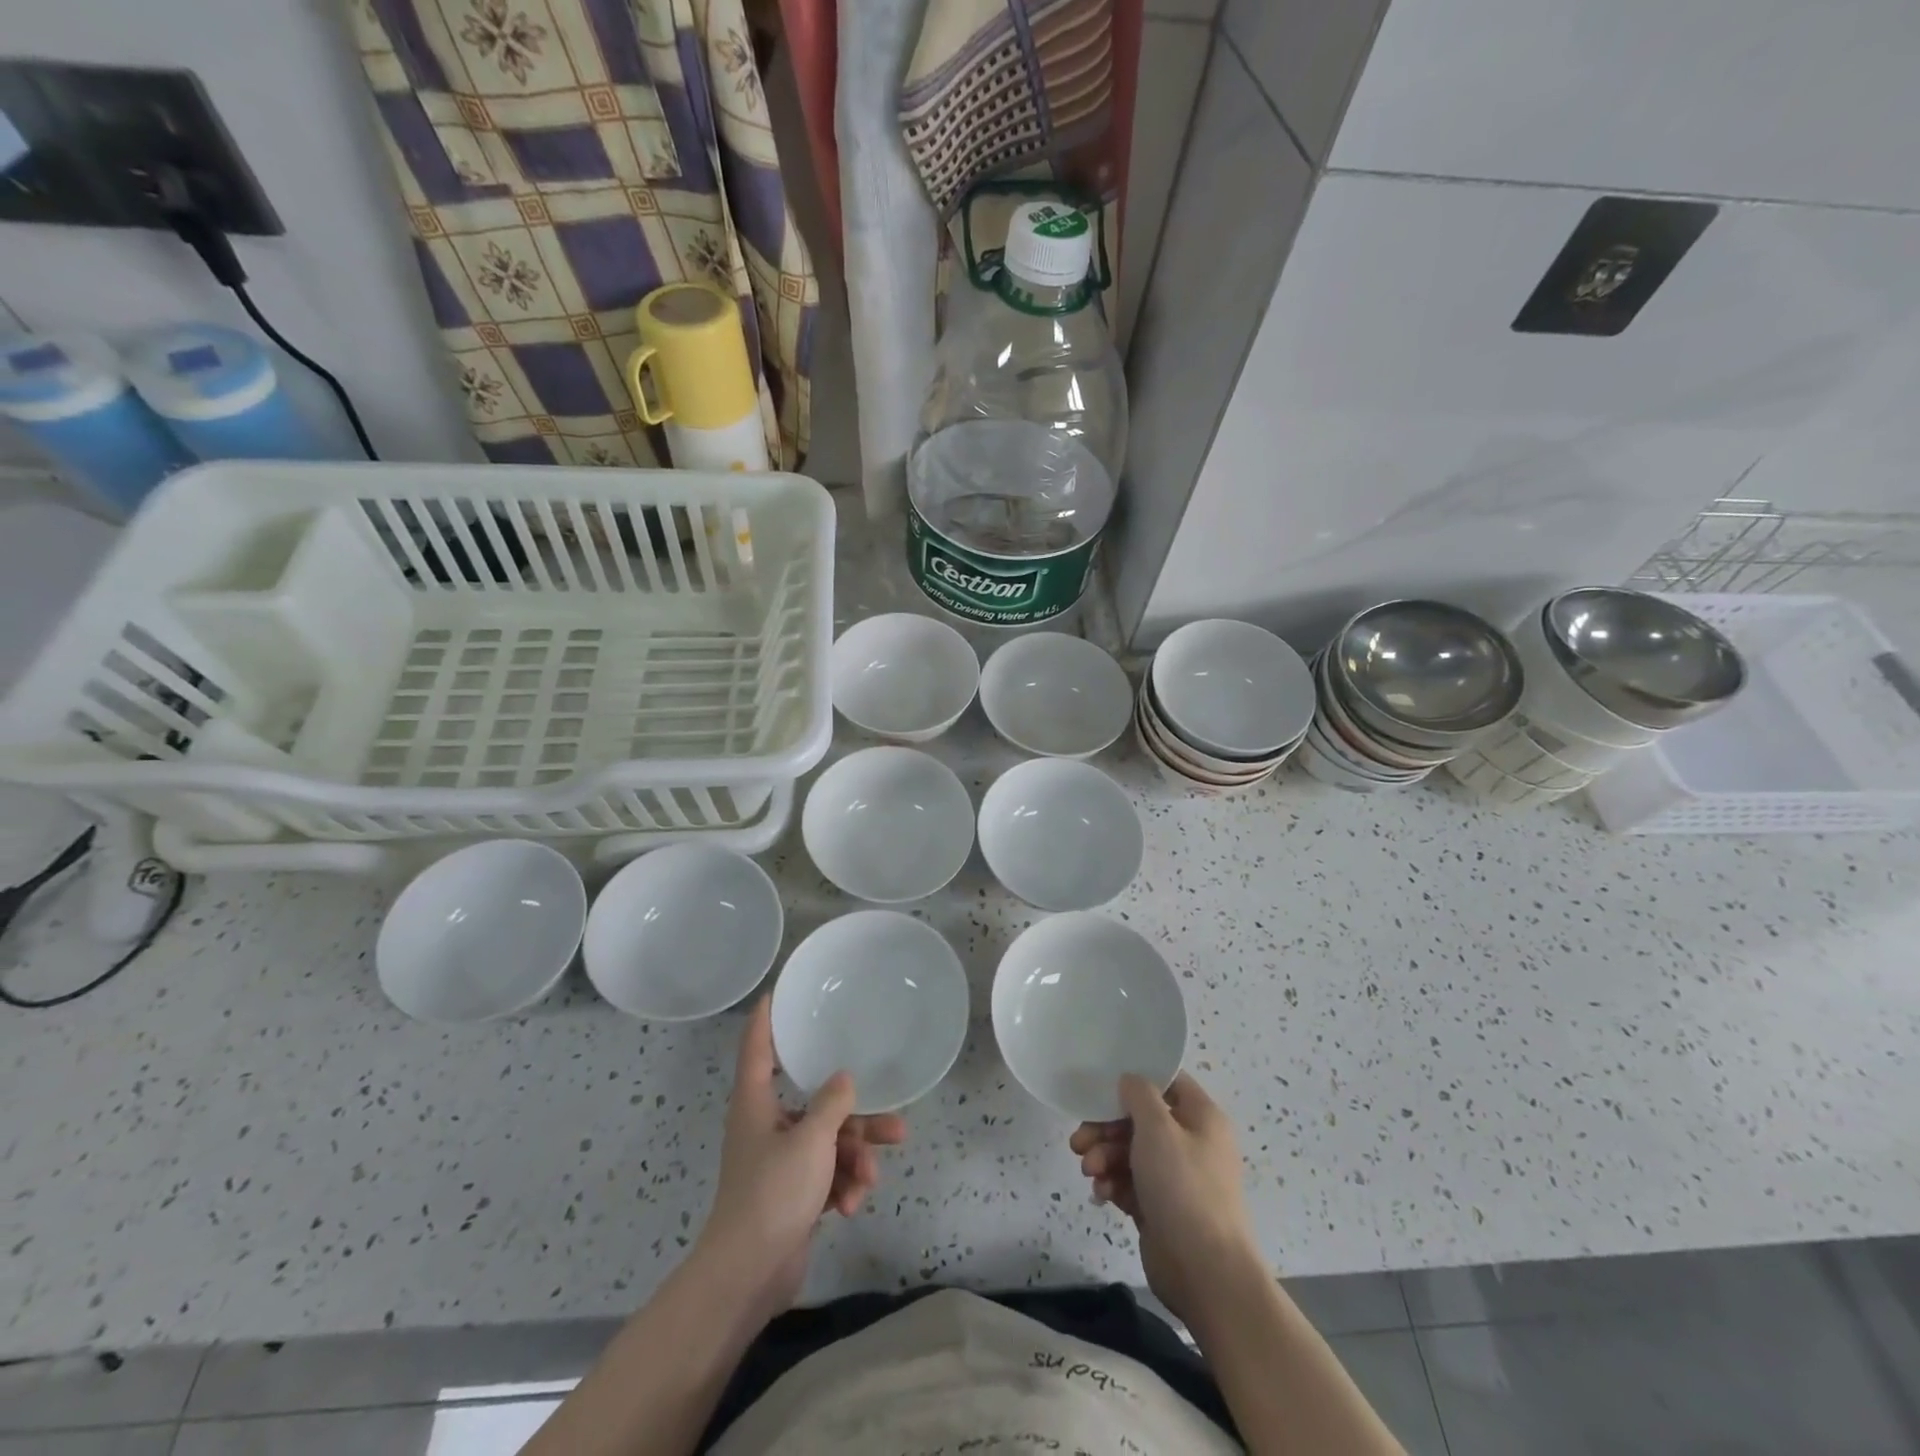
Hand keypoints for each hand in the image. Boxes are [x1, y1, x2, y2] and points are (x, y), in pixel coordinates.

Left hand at [695, 997, 905, 1320]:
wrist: (749, 1275)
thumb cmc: (773, 1192)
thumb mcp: (811, 1140)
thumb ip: (832, 1103)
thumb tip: (845, 1079)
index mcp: (756, 1103)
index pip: (758, 1047)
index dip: (766, 1018)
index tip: (778, 992)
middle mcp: (766, 1126)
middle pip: (816, 1104)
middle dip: (855, 1116)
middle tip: (893, 1118)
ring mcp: (780, 1162)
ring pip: (828, 1143)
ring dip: (855, 1158)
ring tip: (874, 1176)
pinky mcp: (793, 1194)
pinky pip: (826, 1175)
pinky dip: (842, 1186)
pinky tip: (852, 1206)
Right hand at [1070, 1071, 1257, 1324]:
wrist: (1206, 1273)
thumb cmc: (1184, 1188)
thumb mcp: (1158, 1128)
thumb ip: (1139, 1095)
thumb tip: (1130, 1081)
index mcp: (1202, 1118)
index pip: (1167, 1083)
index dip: (1136, 1081)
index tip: (1103, 1087)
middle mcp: (1191, 1143)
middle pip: (1141, 1120)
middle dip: (1106, 1128)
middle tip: (1080, 1140)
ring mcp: (1176, 1178)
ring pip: (1131, 1152)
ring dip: (1104, 1156)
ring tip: (1089, 1172)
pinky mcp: (1160, 1208)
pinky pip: (1130, 1183)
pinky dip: (1113, 1183)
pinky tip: (1101, 1194)